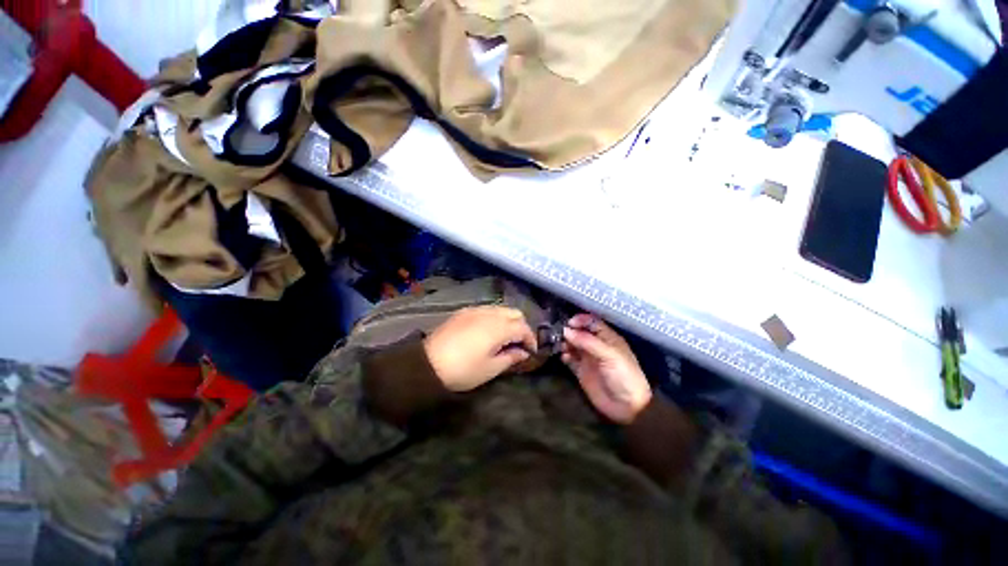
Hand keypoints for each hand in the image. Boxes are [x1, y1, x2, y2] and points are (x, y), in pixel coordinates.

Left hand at [423, 306, 536, 391]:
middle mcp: (490, 313)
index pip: (523, 327)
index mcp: (499, 327)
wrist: (427, 363)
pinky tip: (487, 331)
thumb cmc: (463, 369)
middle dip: (521, 326)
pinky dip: (494, 317)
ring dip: (508, 321)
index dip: (531, 339)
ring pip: (501, 309)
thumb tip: (524, 353)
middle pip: (515, 313)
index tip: (530, 351)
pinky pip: (486, 309)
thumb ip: (511, 358)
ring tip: (504, 338)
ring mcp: (475, 310)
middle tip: (518, 343)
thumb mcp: (490, 369)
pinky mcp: (464, 312)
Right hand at [562, 314, 651, 423]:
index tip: (569, 323)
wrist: (628, 407)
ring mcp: (588, 358)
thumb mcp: (609, 355)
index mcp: (608, 338)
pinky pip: (570, 359)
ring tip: (560, 346)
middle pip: (580, 332)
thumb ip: (588, 342)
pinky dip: (565, 356)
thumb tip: (566, 330)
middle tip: (559, 333)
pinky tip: (563, 357)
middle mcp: (596, 345)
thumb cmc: (624, 376)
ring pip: (573, 344)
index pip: (592, 322)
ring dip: (565, 343)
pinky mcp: (581, 371)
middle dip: (570, 331)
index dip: (581, 320)